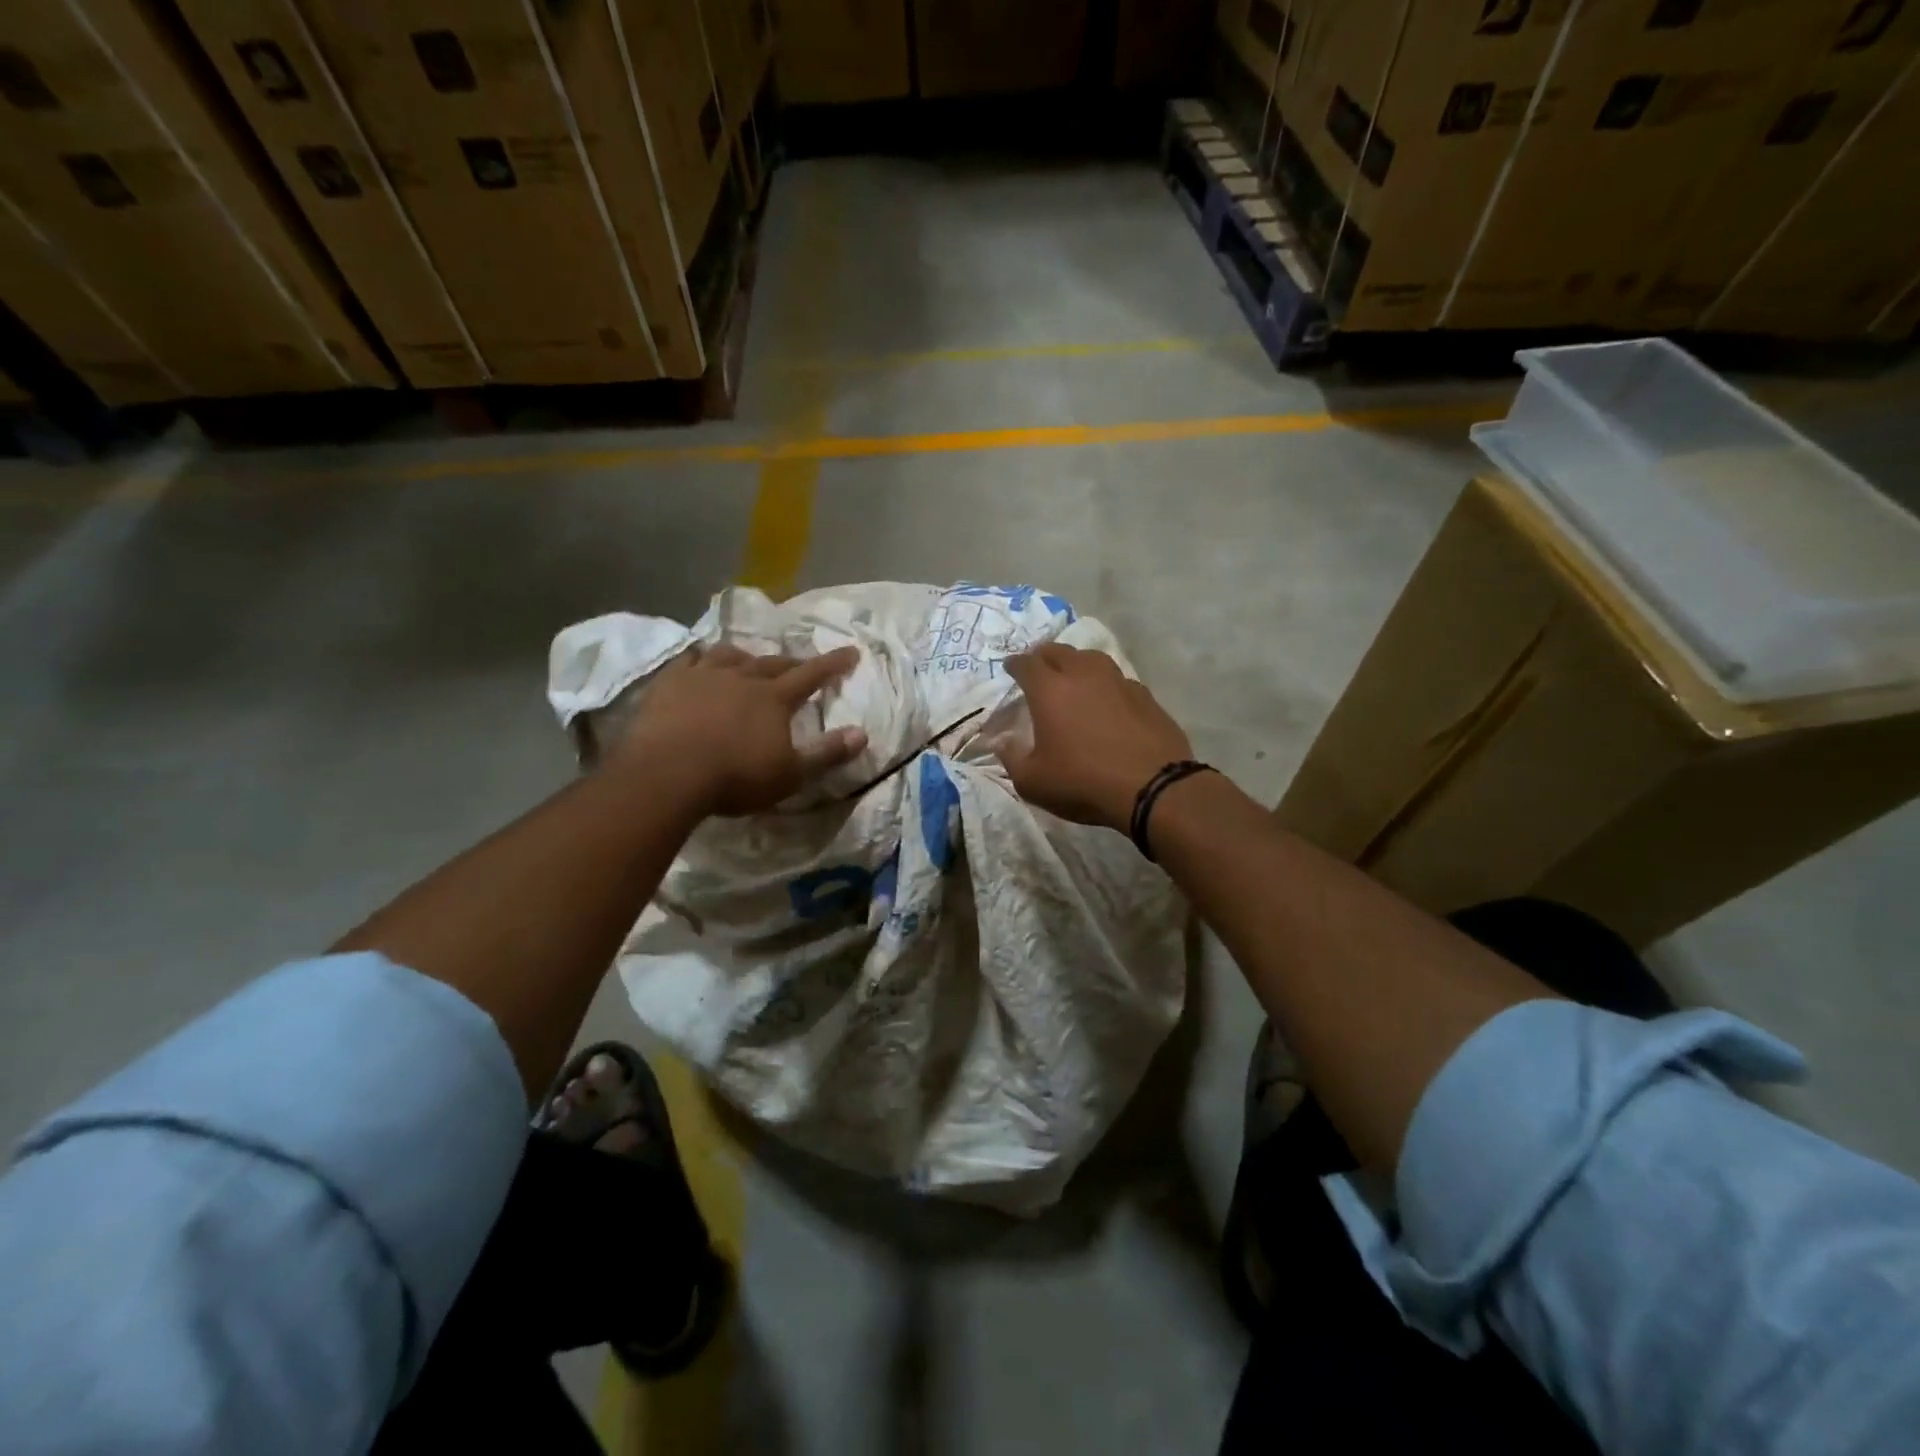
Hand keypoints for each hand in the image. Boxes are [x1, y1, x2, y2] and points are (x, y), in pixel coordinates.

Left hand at [615, 643, 867, 815]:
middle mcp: (742, 677)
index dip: (833, 663)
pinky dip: (701, 658)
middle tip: (799, 664)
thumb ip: (827, 753)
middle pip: (772, 663)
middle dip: (791, 663)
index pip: (812, 675)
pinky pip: (689, 659)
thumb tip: (862, 734)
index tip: (851, 651)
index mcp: (774, 698)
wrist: (668, 773)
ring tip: (748, 661)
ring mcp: (703, 675)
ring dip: (745, 657)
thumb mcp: (791, 774)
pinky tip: (699, 663)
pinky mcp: (670, 682)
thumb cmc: (735, 777)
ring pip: (730, 655)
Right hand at [997, 644, 1192, 831]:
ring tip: (1073, 676)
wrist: (1152, 789)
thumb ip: (1012, 758)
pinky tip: (1107, 701)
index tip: (1010, 668)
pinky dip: (1105, 685)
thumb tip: (1002, 742)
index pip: (1026, 664)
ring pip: (1091, 659)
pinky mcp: (1145, 696)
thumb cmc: (1082, 782)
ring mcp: (1118, 682)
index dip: (1015, 664)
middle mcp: (1083, 675)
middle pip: (1059, 652)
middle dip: (1044, 657)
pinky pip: (1118, 680)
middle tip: (1038, 667)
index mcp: (1050, 690)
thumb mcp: (1032, 782)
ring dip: (1077, 664)